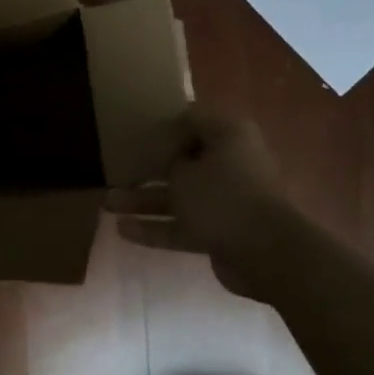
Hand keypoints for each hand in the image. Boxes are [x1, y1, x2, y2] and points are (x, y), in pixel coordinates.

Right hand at [108, 107, 287, 261]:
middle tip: (116, 169)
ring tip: (106, 203)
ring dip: (144, 201)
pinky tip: (122, 231)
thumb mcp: (184, 172)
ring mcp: (227, 200)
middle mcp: (231, 163)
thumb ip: (169, 162)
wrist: (267, 254)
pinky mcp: (222, 231)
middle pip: (183, 161)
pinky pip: (184, 225)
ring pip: (180, 196)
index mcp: (229, 136)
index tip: (134, 132)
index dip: (163, 125)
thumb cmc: (223, 197)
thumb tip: (170, 162)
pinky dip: (157, 227)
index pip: (192, 120)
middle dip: (148, 168)